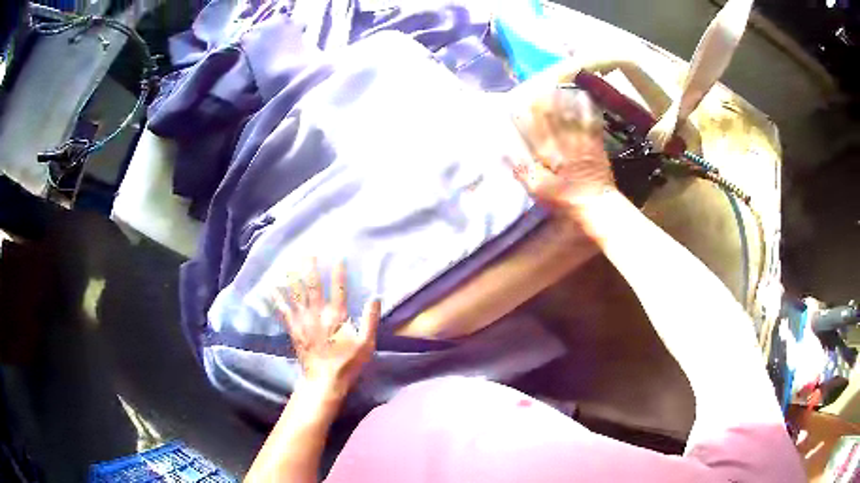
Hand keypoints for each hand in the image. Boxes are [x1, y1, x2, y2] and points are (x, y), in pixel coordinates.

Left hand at [273, 259, 380, 399]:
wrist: (324, 381)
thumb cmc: (347, 363)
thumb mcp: (366, 344)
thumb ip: (370, 320)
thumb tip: (375, 298)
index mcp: (337, 316)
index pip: (339, 289)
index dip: (339, 272)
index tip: (338, 257)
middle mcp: (318, 314)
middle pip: (313, 286)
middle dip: (310, 268)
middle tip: (307, 253)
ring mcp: (303, 321)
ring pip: (296, 295)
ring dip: (292, 278)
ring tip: (289, 264)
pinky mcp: (294, 330)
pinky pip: (283, 311)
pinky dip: (277, 299)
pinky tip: (271, 288)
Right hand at [511, 88, 616, 219]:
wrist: (598, 207)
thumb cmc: (565, 201)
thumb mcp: (539, 191)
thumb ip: (523, 170)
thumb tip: (504, 152)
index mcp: (549, 154)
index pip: (534, 130)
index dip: (527, 115)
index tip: (517, 102)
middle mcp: (564, 143)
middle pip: (552, 119)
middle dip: (543, 103)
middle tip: (536, 87)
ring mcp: (582, 142)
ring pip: (570, 118)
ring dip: (563, 102)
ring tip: (556, 87)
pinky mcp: (597, 145)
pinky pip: (591, 124)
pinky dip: (588, 110)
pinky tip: (584, 98)